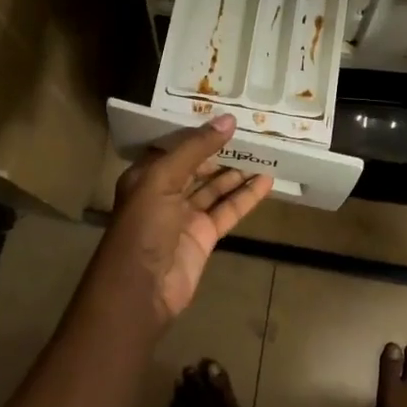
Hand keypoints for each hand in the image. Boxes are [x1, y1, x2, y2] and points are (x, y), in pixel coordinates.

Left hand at [96, 115, 274, 328]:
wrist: (139, 292)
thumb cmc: (143, 227)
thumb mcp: (162, 179)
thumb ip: (195, 149)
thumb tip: (228, 119)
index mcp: (146, 174)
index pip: (175, 145)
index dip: (198, 130)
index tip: (225, 114)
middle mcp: (165, 192)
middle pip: (197, 165)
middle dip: (221, 149)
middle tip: (251, 130)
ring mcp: (185, 216)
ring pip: (215, 187)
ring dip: (237, 171)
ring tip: (264, 152)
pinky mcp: (204, 237)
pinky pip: (228, 210)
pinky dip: (246, 197)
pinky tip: (267, 182)